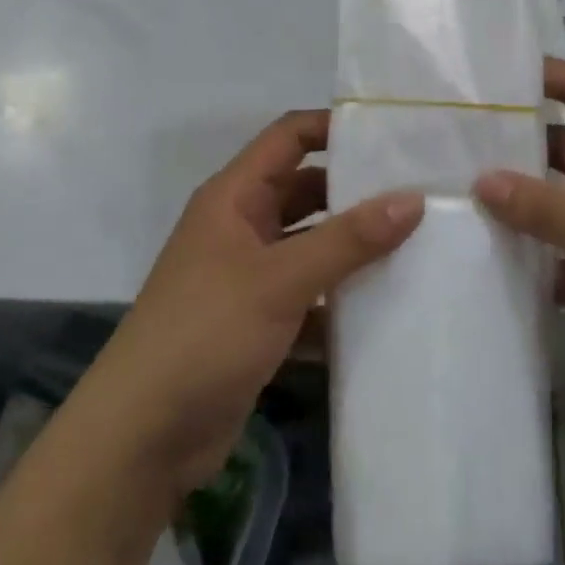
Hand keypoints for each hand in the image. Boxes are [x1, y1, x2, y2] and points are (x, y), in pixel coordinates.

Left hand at [77, 110, 422, 499]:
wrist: (143, 435)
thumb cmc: (206, 333)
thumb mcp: (280, 280)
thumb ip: (347, 240)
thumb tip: (413, 198)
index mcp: (234, 197)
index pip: (288, 137)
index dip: (334, 128)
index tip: (391, 136)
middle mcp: (241, 227)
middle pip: (305, 190)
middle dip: (356, 192)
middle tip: (421, 194)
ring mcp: (248, 276)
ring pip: (311, 246)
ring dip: (353, 249)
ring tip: (419, 246)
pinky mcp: (259, 322)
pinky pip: (310, 296)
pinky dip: (341, 300)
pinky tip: (389, 308)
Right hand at [474, 58, 564, 445]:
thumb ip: (552, 210)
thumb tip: (482, 181)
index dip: (553, 79)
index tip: (495, 73)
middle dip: (519, 148)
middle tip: (453, 142)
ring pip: (559, 209)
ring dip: (519, 208)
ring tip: (454, 197)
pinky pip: (560, 260)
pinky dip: (532, 262)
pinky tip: (485, 262)